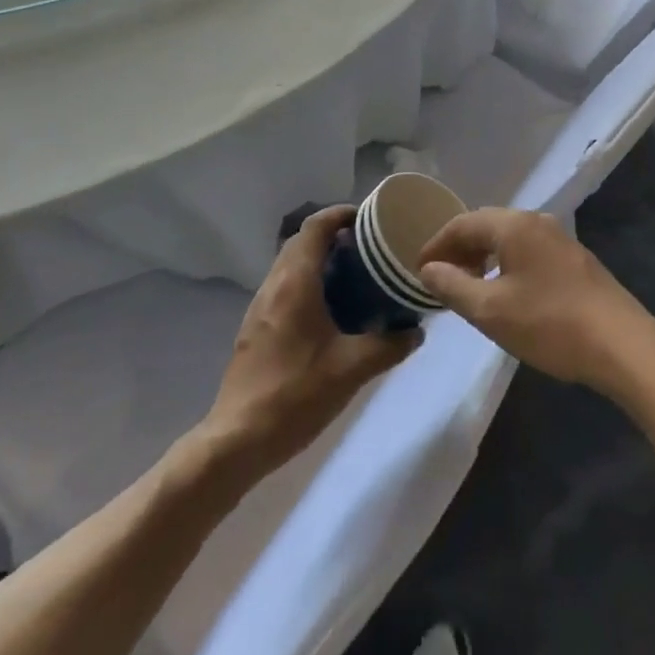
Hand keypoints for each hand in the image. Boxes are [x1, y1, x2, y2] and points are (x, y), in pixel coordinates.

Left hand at [203, 206, 420, 474]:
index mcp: (295, 283)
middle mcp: (274, 285)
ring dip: (319, 260)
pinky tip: (330, 311)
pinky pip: (284, 287)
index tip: (369, 219)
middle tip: (368, 248)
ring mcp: (260, 307)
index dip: (341, 214)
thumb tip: (417, 331)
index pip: (315, 227)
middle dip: (334, 236)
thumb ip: (389, 346)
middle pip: (302, 241)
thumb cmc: (296, 395)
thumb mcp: (352, 370)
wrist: (237, 440)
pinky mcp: (255, 328)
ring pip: (291, 265)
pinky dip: (308, 283)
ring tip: (354, 276)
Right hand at [416, 209, 654, 397]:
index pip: (463, 223)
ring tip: (469, 287)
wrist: (622, 345)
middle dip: (460, 249)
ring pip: (510, 240)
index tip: (418, 270)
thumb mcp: (491, 311)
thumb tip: (428, 269)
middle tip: (440, 278)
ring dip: (484, 258)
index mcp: (514, 225)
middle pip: (487, 226)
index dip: (436, 244)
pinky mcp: (576, 261)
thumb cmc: (549, 324)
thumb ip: (453, 286)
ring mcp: (561, 240)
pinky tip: (506, 294)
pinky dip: (507, 265)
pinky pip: (529, 252)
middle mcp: (537, 222)